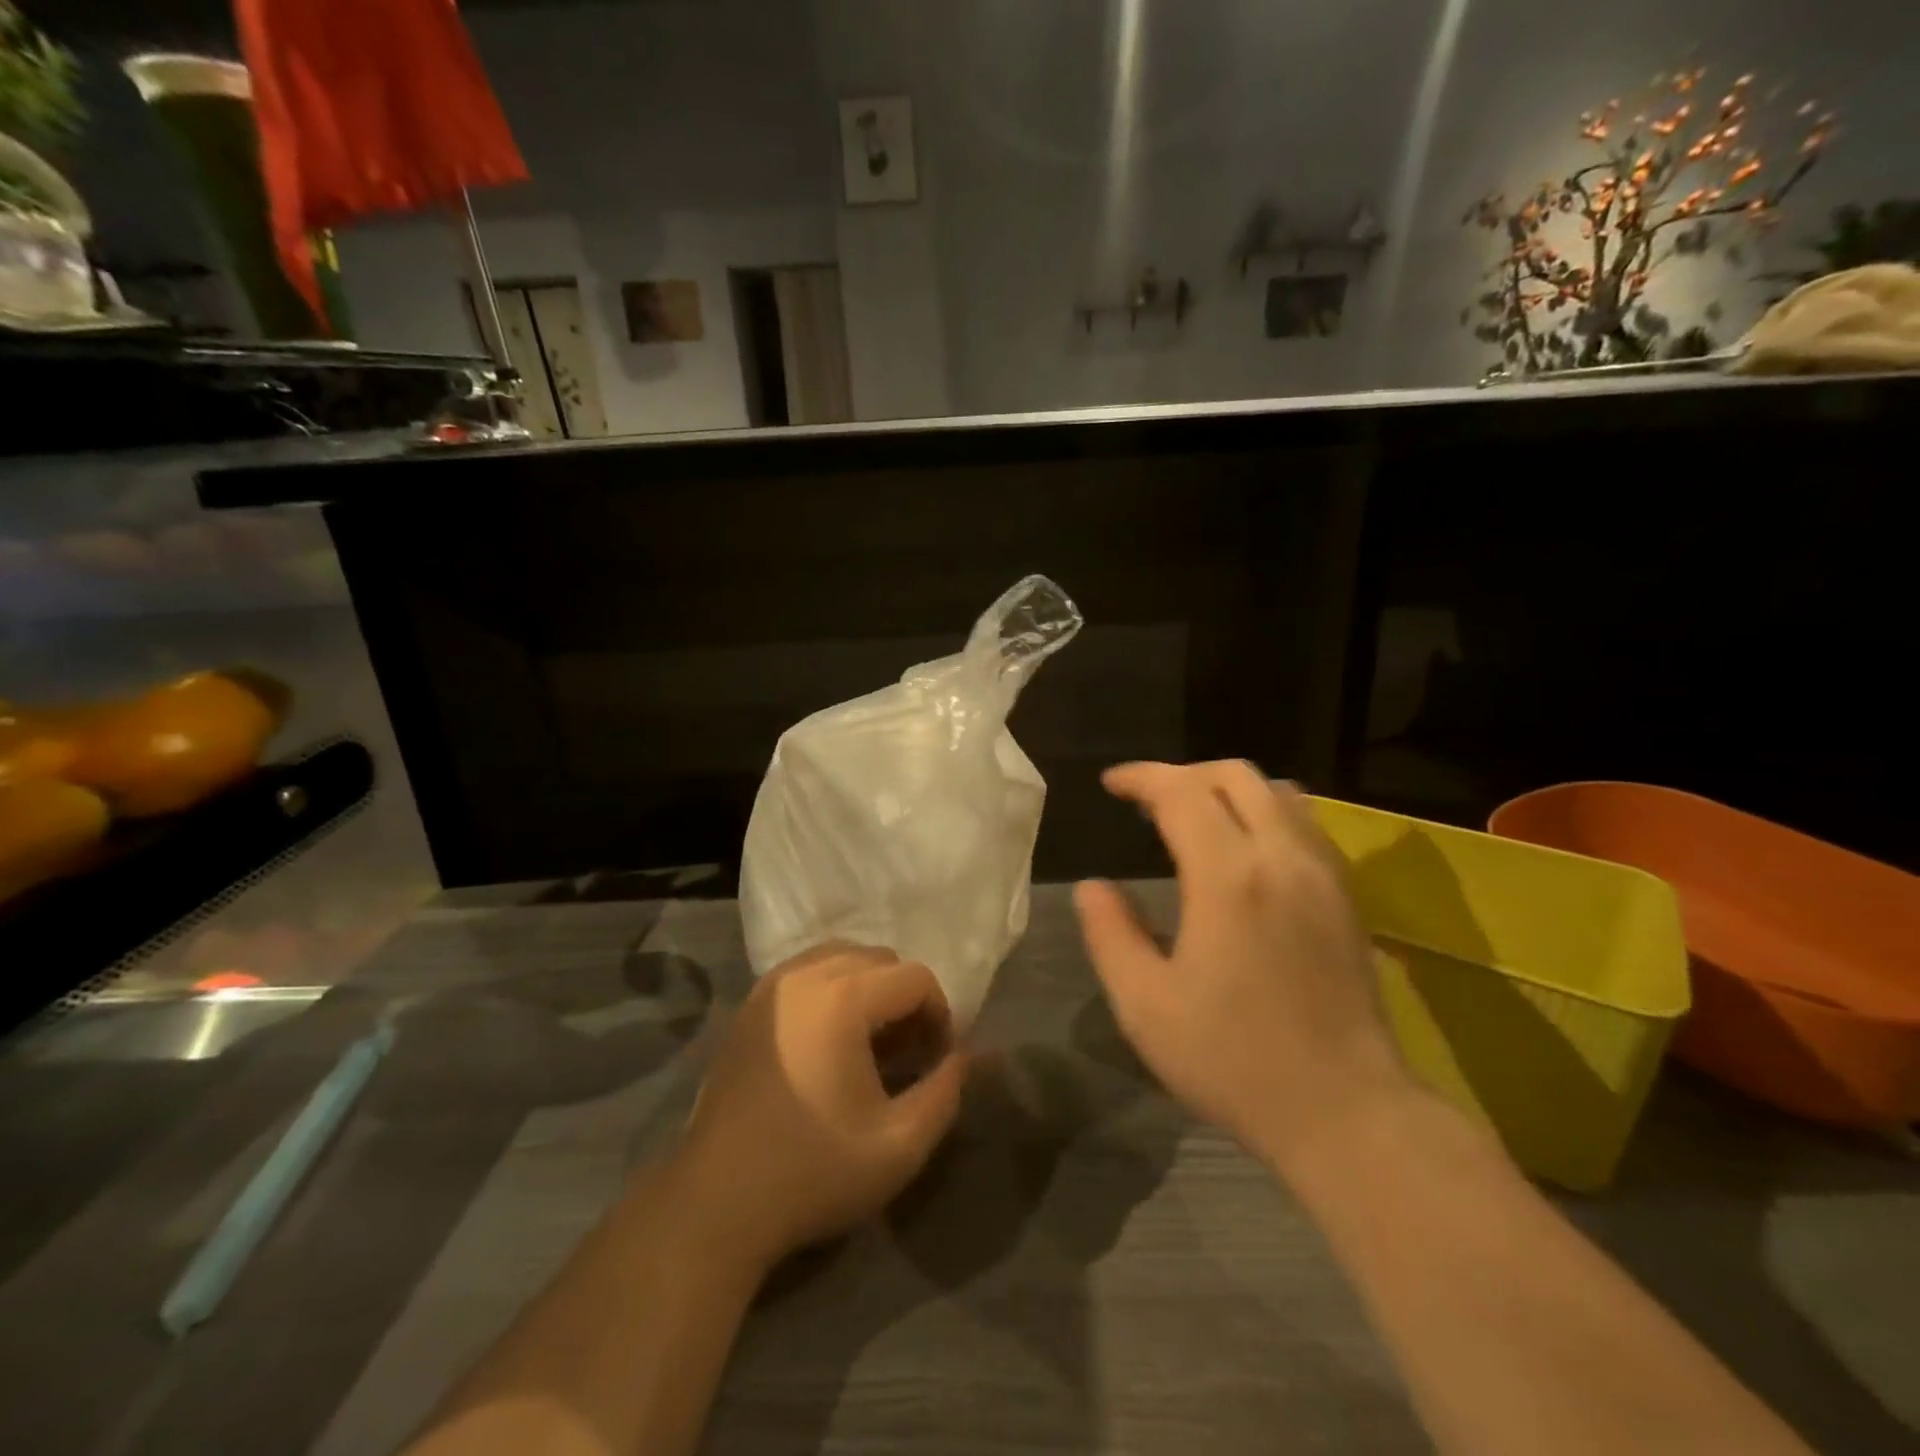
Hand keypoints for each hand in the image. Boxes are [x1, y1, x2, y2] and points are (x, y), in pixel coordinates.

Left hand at [672, 944, 967, 1270]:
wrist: (715, 1204)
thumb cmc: (813, 1172)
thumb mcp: (900, 1145)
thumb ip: (946, 1091)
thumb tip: (968, 1055)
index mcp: (843, 997)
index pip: (915, 977)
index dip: (939, 1015)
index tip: (935, 1061)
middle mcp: (805, 974)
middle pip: (880, 959)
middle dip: (905, 999)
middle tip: (906, 1053)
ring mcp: (771, 985)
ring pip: (842, 956)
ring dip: (869, 989)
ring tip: (869, 1045)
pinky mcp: (748, 1004)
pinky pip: (807, 971)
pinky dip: (832, 990)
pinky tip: (828, 1043)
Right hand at [1073, 761, 1411, 1170]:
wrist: (1346, 1112)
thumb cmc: (1234, 1060)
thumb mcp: (1145, 1005)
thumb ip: (1110, 934)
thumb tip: (1092, 887)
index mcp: (1229, 877)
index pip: (1182, 792)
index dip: (1141, 777)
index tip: (1111, 784)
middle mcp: (1283, 857)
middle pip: (1235, 775)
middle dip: (1183, 775)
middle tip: (1147, 803)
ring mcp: (1324, 874)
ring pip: (1278, 792)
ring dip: (1227, 790)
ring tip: (1193, 819)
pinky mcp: (1347, 896)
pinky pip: (1305, 823)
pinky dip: (1265, 812)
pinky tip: (1244, 851)